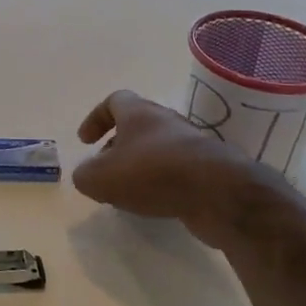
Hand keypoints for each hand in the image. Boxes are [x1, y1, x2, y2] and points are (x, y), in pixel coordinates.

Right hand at [73, 90, 296, 245]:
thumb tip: (87, 175)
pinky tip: (155, 204)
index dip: (96, 119)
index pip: (113, 101)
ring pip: (157, 148)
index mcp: (139, 112)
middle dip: (117, 146)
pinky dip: (162, 183)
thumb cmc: (153, 173)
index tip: (85, 142)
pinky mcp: (208, 169)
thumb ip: (85, 175)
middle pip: (136, 125)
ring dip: (140, 166)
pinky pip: (177, 170)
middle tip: (105, 171)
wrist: (220, 192)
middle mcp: (166, 121)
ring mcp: (191, 144)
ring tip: (128, 193)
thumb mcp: (101, 178)